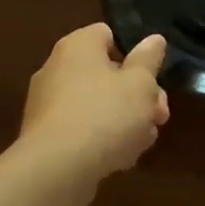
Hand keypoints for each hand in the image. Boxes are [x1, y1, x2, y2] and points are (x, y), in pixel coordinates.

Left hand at [21, 24, 168, 182]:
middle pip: (107, 73)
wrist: (56, 171)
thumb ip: (149, 59)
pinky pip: (81, 129)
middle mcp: (56, 69)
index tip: (154, 75)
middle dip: (138, 94)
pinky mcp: (45, 138)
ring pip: (97, 104)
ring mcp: (47, 105)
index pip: (109, 34)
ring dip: (124, 119)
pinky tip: (121, 158)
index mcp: (78, 46)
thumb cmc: (105, 114)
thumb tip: (154, 39)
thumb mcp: (141, 83)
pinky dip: (101, 139)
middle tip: (159, 114)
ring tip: (145, 141)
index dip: (135, 52)